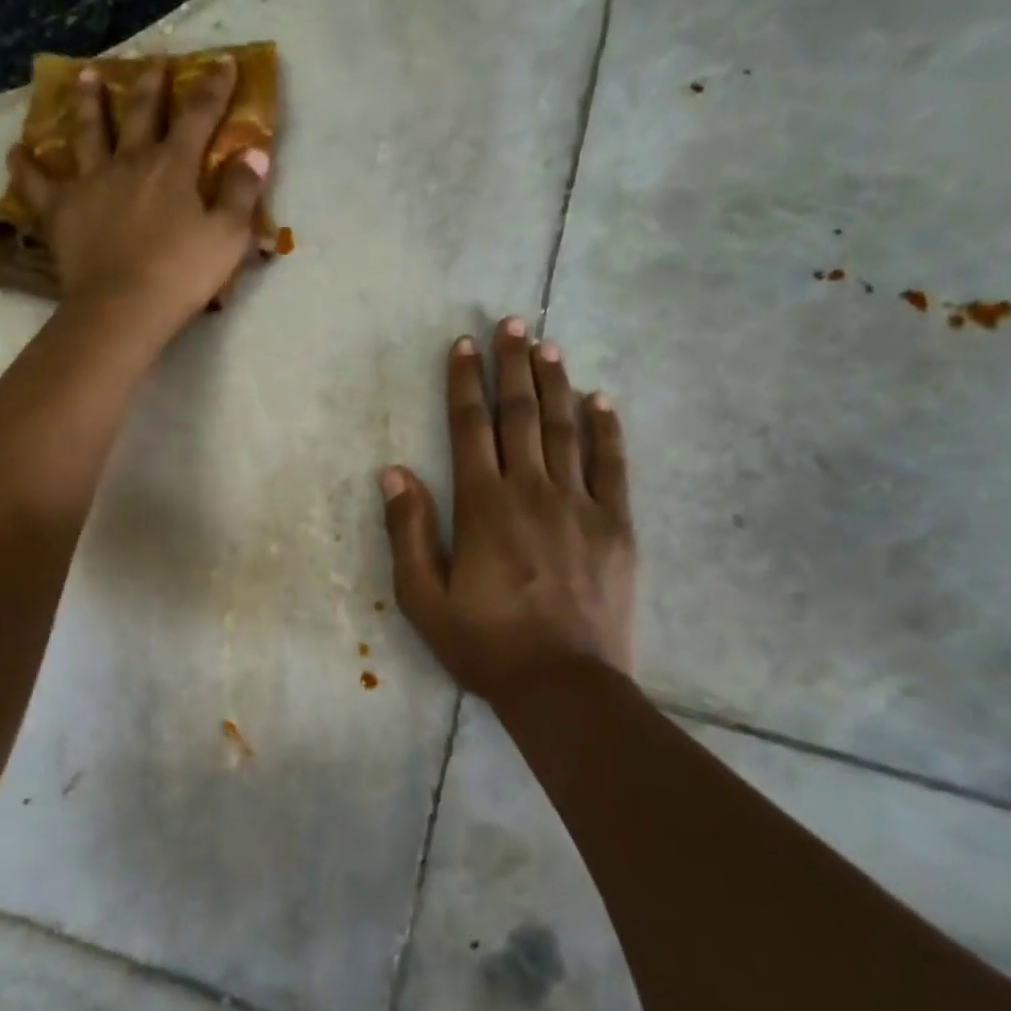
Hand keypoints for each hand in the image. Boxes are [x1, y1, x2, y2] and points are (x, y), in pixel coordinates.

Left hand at [8, 56, 269, 340]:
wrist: (124, 306)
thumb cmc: (182, 274)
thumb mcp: (228, 236)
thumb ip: (242, 192)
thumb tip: (254, 152)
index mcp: (173, 166)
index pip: (199, 116)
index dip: (213, 88)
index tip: (223, 62)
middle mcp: (129, 162)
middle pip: (140, 113)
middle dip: (150, 84)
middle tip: (153, 60)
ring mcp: (90, 182)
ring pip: (87, 132)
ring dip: (88, 102)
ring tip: (85, 76)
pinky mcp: (60, 210)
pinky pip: (37, 184)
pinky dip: (25, 167)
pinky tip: (15, 152)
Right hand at [380, 318, 636, 704]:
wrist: (563, 687)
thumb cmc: (485, 644)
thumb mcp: (422, 597)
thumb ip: (408, 531)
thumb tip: (394, 472)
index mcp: (483, 506)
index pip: (470, 429)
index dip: (464, 383)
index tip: (463, 345)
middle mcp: (531, 491)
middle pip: (519, 416)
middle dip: (512, 366)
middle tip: (511, 323)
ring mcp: (580, 505)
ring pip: (564, 429)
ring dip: (554, 383)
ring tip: (547, 345)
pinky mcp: (616, 525)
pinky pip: (612, 465)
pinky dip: (606, 428)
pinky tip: (600, 399)